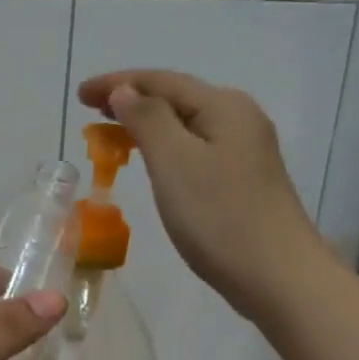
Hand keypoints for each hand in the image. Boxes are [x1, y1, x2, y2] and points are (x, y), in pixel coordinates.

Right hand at [76, 69, 325, 320]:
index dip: (116, 83)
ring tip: (111, 134)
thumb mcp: (174, 161)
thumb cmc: (220, 217)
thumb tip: (125, 91)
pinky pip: (194, 148)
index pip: (160, 81)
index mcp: (223, 106)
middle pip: (175, 97)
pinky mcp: (242, 179)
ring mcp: (245, 150)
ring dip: (146, 123)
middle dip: (130, 99)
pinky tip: (152, 161)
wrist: (278, 278)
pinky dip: (164, 147)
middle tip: (89, 112)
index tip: (79, 95)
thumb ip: (147, 118)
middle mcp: (238, 119)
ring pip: (184, 124)